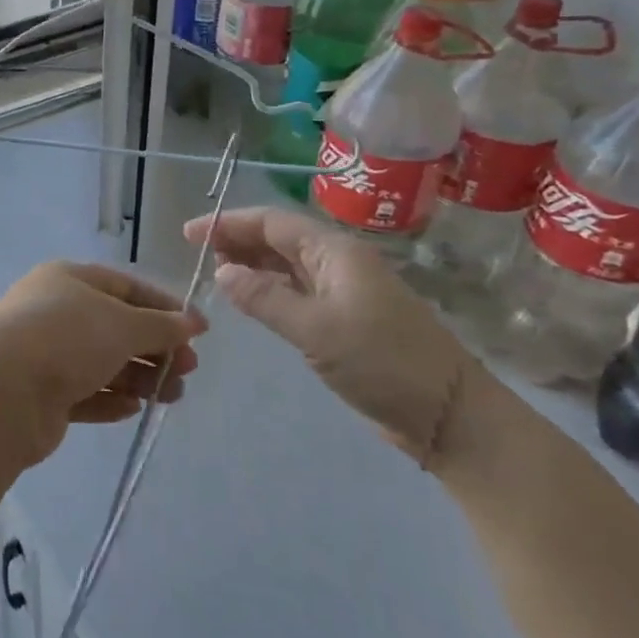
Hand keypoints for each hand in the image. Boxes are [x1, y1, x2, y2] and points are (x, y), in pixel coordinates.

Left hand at [0, 261, 206, 462]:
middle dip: (155, 349)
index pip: (125, 287)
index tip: (198, 332)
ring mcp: (45, 354)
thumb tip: (194, 322)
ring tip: (170, 396)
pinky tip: (131, 409)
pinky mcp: (41, 395)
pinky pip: (83, 394)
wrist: (2, 391)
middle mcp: (54, 312)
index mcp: (69, 280)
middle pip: (115, 328)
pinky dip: (109, 400)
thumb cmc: (68, 338)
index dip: (163, 307)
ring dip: (139, 378)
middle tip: (188, 370)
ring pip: (101, 364)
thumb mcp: (124, 324)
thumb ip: (162, 325)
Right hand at [184, 208, 475, 465]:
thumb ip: (264, 298)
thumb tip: (222, 272)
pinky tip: (249, 299)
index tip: (189, 233)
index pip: (272, 223)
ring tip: (215, 274)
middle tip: (197, 254)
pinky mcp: (345, 318)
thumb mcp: (316, 330)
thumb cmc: (382, 362)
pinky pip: (297, 290)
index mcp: (335, 252)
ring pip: (287, 265)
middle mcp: (338, 262)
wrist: (449, 414)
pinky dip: (268, 289)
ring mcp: (343, 290)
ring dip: (251, 264)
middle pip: (279, 239)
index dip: (228, 224)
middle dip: (237, 240)